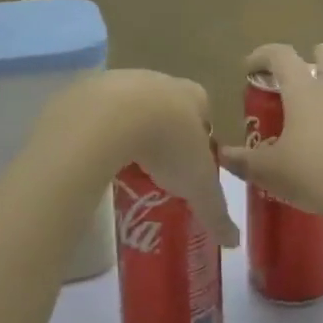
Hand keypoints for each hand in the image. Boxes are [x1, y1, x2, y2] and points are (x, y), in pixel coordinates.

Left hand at [45, 70, 238, 249]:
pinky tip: (96, 154)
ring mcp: (123, 80)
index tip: (193, 165)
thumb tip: (233, 241)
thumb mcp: (198, 184)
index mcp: (193, 96)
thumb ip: (216, 211)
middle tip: (158, 168)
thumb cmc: (168, 144)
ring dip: (130, 129)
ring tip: (125, 164)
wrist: (110, 117)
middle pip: (168, 107)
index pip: (205, 113)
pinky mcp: (89, 88)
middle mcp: (161, 81)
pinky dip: (99, 130)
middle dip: (165, 133)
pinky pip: (97, 112)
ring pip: (131, 107)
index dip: (201, 139)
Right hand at [218, 44, 322, 225]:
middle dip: (311, 58)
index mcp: (304, 92)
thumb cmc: (310, 173)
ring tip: (309, 120)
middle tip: (294, 77)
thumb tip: (222, 155)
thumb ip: (242, 161)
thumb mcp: (267, 171)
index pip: (282, 55)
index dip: (262, 55)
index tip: (249, 69)